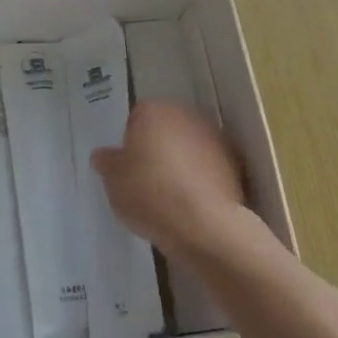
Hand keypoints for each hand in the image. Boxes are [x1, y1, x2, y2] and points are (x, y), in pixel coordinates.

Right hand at [93, 102, 254, 261]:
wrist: (205, 226)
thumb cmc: (150, 195)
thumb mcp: (113, 182)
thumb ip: (107, 163)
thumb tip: (103, 155)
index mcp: (152, 112)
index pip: (136, 118)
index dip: (130, 141)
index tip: (128, 167)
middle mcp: (185, 115)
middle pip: (165, 128)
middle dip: (158, 147)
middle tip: (147, 179)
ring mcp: (213, 137)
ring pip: (189, 146)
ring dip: (182, 161)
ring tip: (172, 195)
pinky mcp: (234, 163)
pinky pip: (209, 166)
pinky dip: (202, 178)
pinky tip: (193, 204)